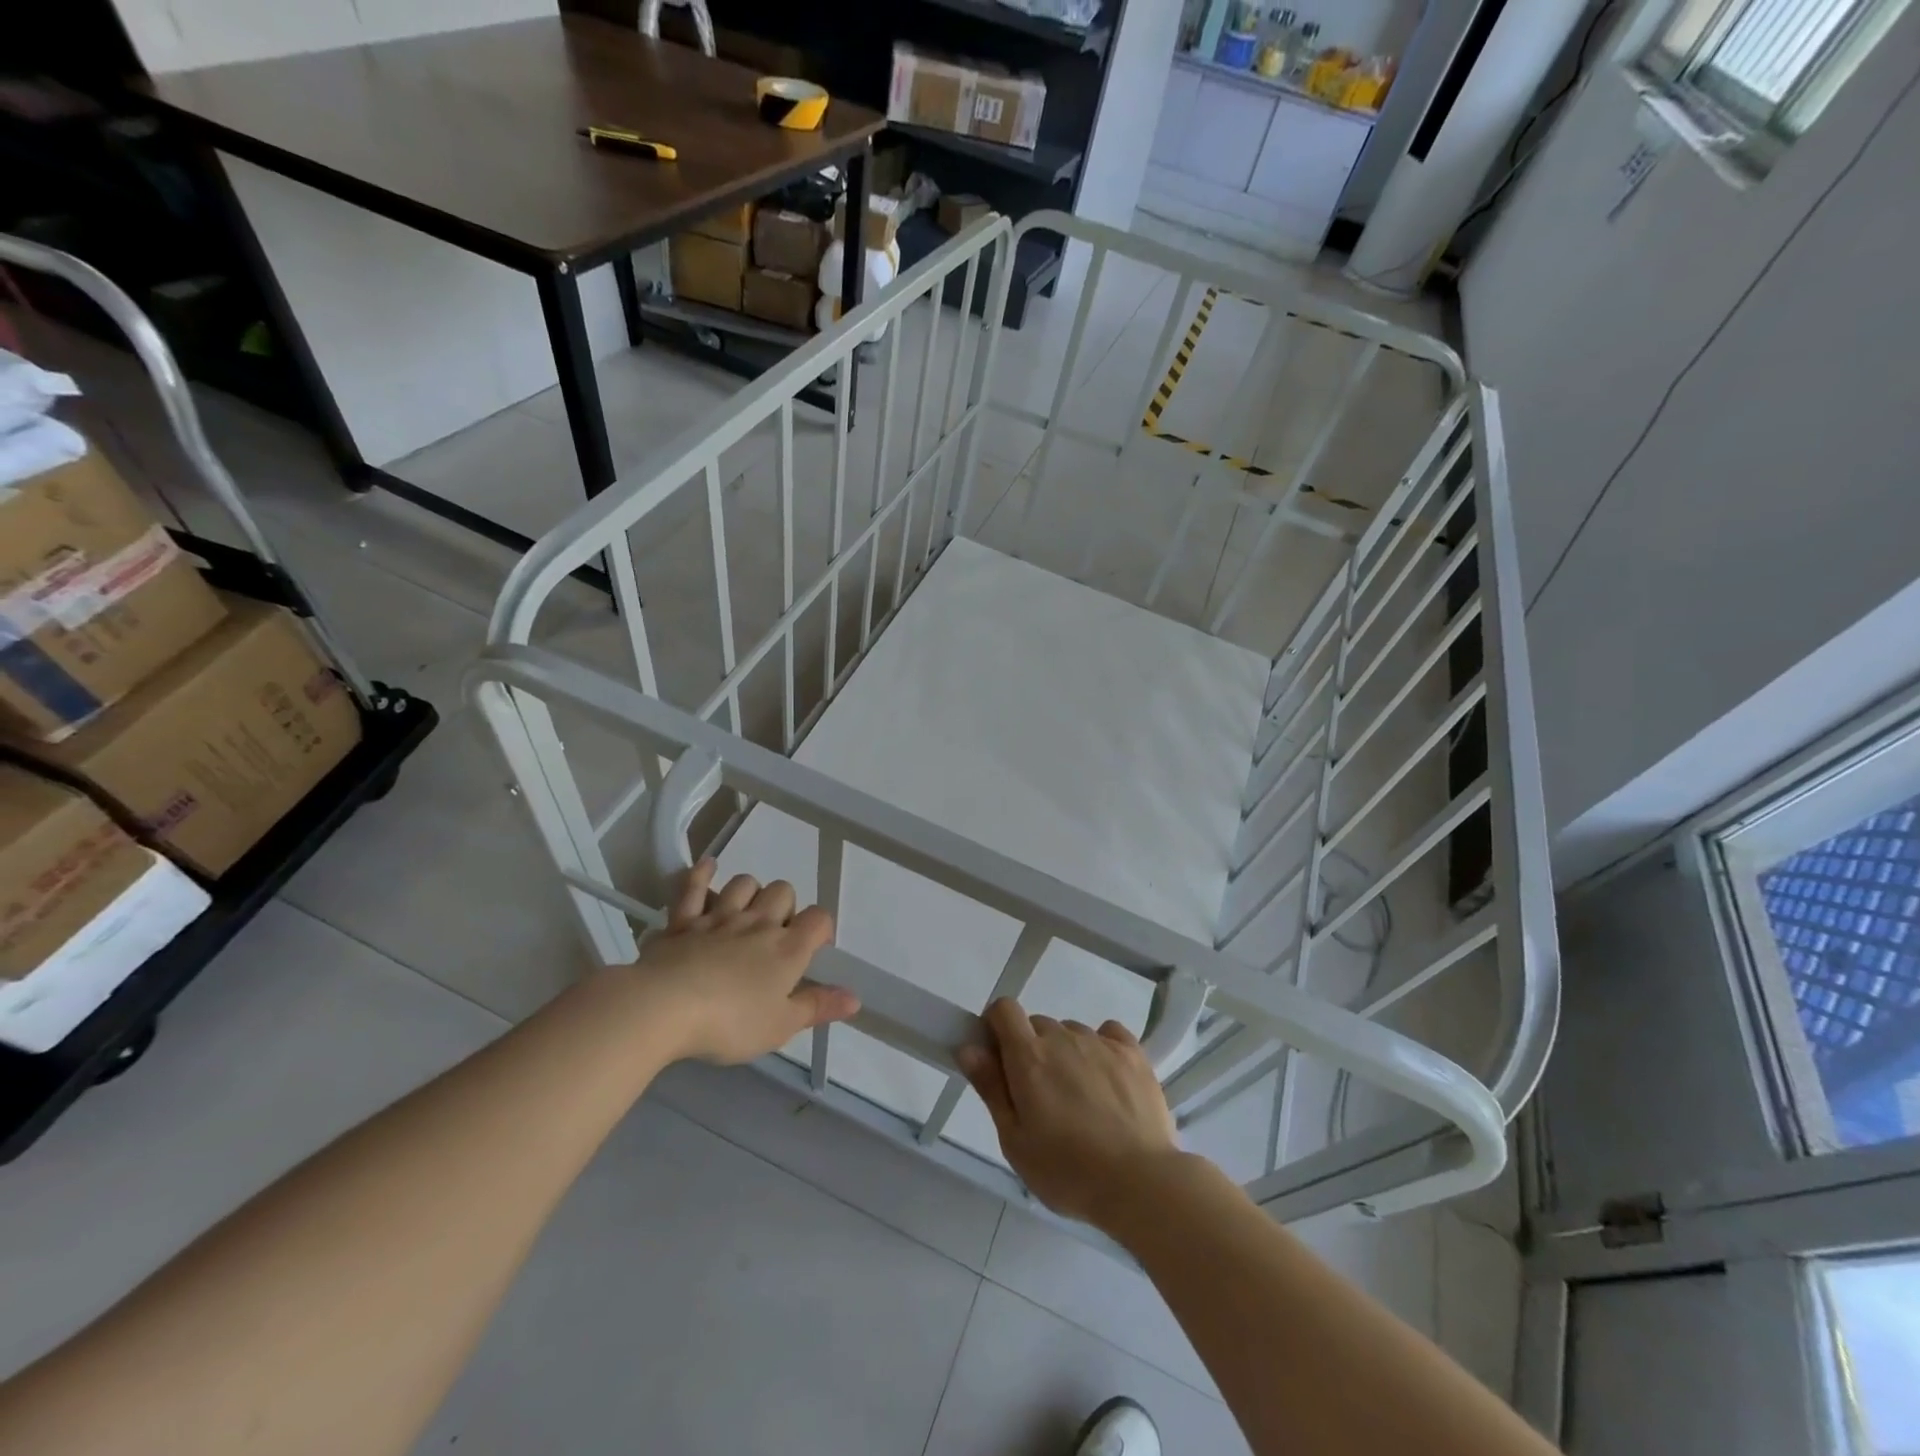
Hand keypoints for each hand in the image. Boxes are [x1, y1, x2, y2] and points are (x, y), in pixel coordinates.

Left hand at [636, 860, 858, 1064]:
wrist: (664, 1008)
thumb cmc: (730, 1022)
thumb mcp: (780, 1026)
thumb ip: (817, 1007)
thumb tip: (855, 998)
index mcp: (787, 949)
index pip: (819, 918)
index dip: (821, 927)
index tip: (815, 946)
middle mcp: (758, 923)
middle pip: (783, 891)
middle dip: (785, 906)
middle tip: (776, 934)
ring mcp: (719, 917)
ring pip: (743, 883)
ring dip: (750, 892)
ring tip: (746, 911)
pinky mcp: (683, 920)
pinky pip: (693, 887)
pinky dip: (701, 874)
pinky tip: (708, 867)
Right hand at [958, 999, 1180, 1228]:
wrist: (1140, 1182)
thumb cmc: (1067, 1170)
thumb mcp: (1015, 1140)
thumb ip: (990, 1087)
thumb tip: (968, 1047)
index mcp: (1028, 1055)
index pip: (1003, 1009)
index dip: (996, 1026)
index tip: (999, 1058)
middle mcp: (1063, 1037)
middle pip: (1037, 1025)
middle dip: (1031, 1050)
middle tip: (1040, 1097)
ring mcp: (1101, 1042)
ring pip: (1072, 1032)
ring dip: (1067, 1053)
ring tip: (1080, 1100)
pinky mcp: (1133, 1053)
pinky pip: (1108, 1034)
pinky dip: (1101, 1049)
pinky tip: (1107, 1081)